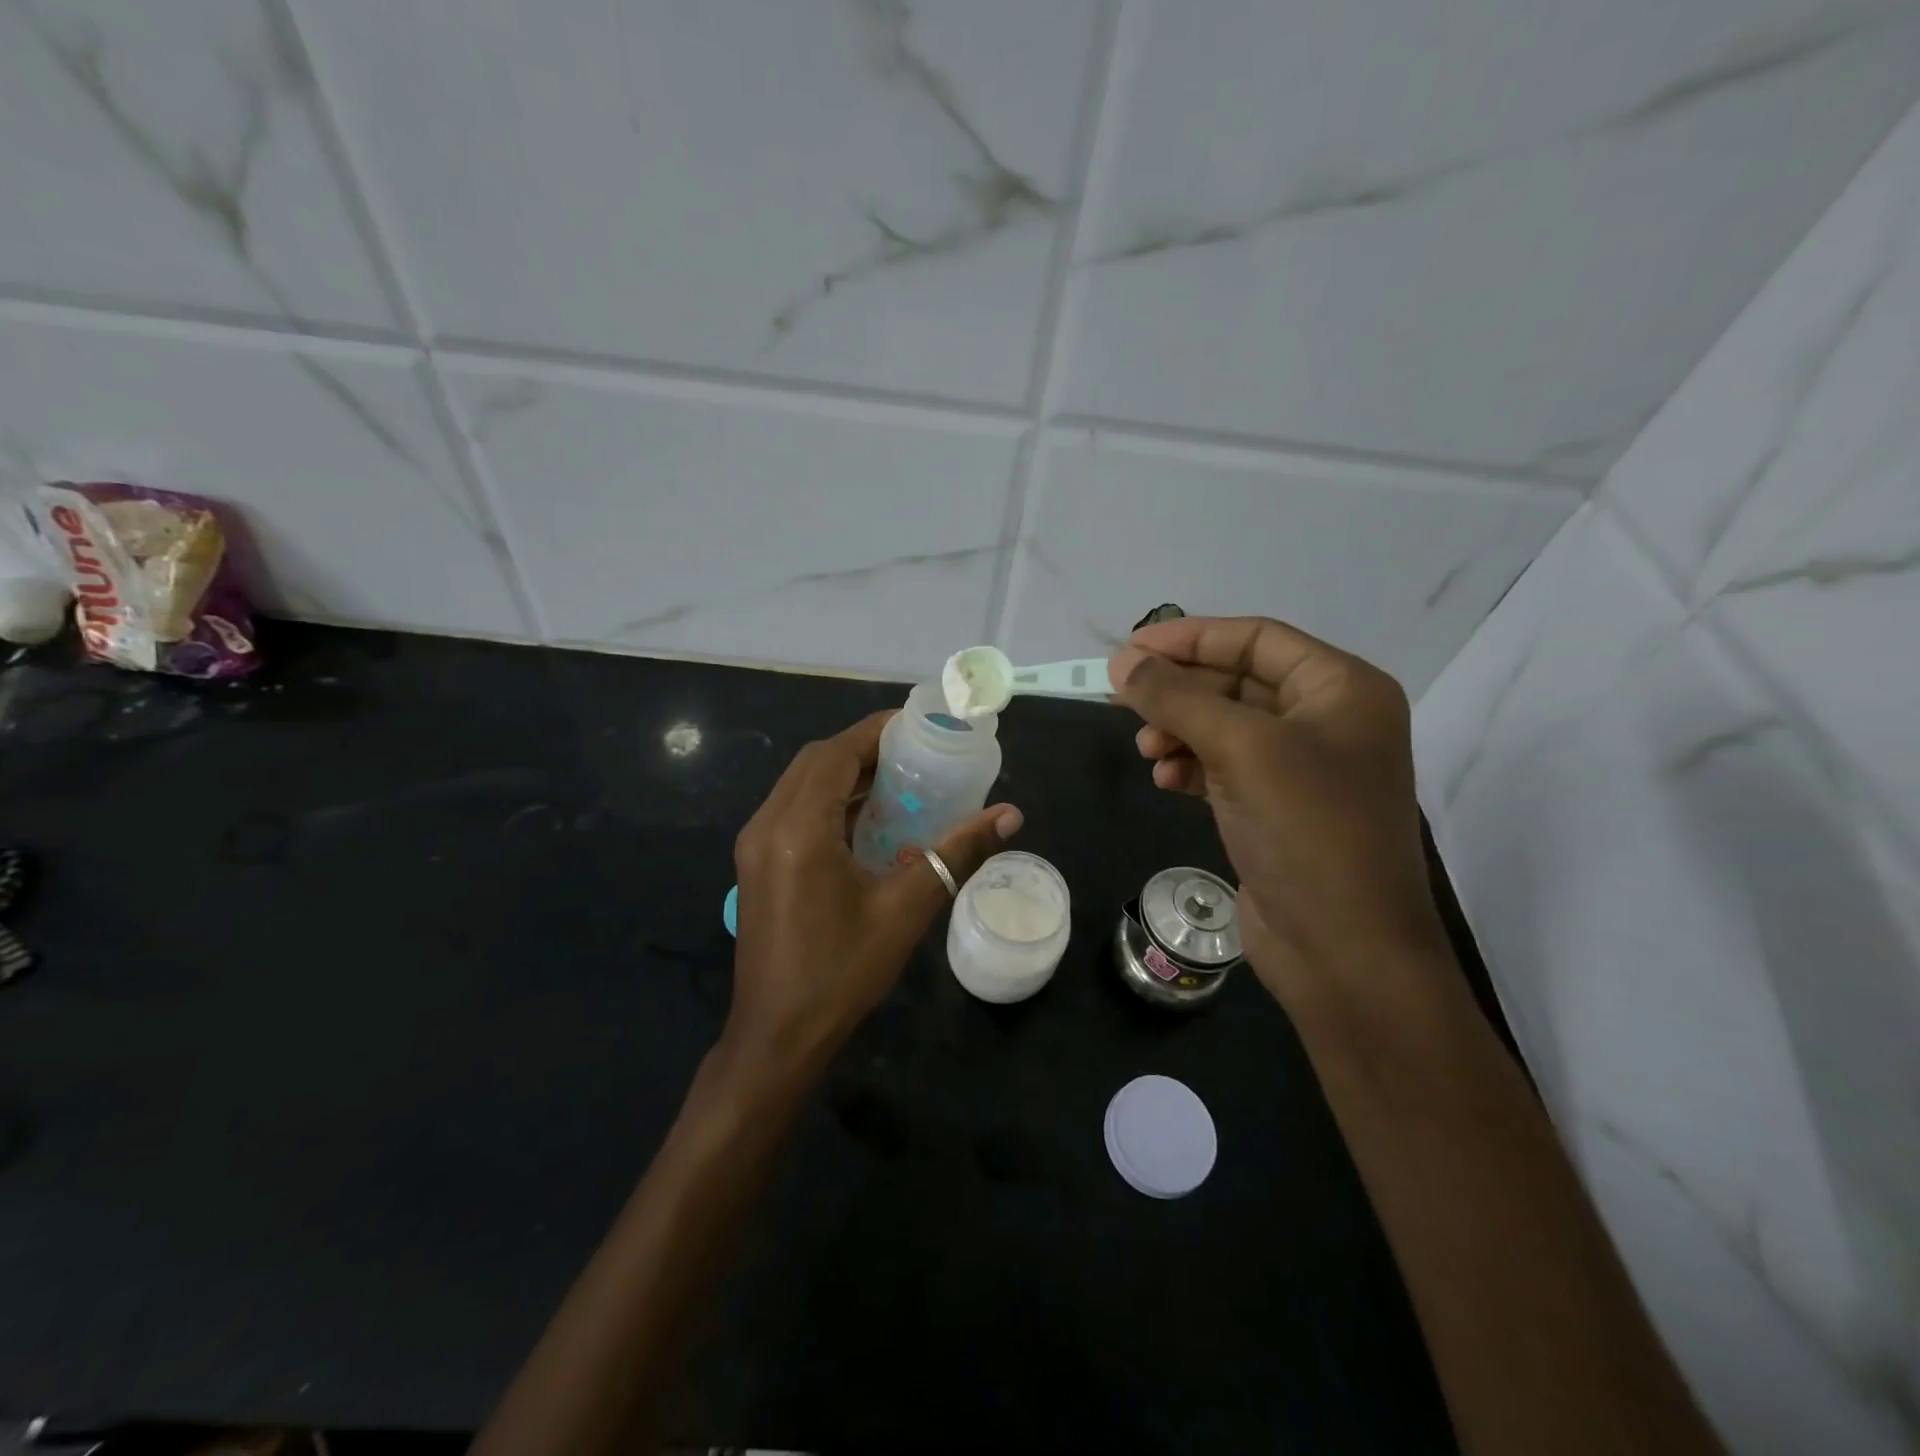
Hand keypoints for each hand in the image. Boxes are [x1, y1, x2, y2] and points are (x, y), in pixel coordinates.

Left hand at [727, 710, 1022, 1074]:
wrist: (777, 1037)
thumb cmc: (842, 973)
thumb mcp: (906, 910)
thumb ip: (956, 854)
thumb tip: (1010, 815)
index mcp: (798, 829)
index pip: (836, 755)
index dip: (876, 731)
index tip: (918, 723)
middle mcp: (767, 825)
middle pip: (815, 762)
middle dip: (863, 749)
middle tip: (914, 752)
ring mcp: (755, 845)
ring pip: (801, 785)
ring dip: (844, 774)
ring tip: (897, 779)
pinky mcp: (757, 864)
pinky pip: (793, 811)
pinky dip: (829, 801)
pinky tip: (867, 819)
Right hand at [1109, 617, 1443, 1003]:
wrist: (1344, 951)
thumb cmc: (1307, 831)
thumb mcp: (1241, 749)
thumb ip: (1177, 699)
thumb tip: (1121, 662)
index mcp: (1342, 689)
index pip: (1257, 639)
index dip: (1191, 638)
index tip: (1130, 649)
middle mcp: (1328, 720)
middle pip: (1237, 682)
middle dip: (1180, 692)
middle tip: (1122, 699)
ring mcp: (1303, 769)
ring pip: (1225, 727)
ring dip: (1180, 731)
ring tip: (1147, 751)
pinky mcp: (1278, 809)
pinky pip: (1225, 768)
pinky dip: (1192, 767)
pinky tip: (1166, 780)